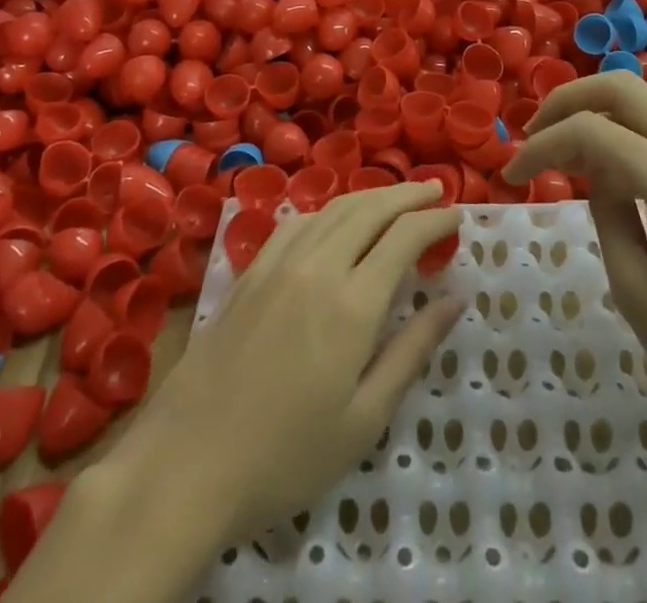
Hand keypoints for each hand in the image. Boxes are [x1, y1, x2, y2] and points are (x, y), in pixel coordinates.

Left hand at [112, 181, 464, 538]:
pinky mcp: (251, 271)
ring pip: (334, 209)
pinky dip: (328, 211)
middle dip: (408, 194)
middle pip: (371, 208)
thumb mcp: (364, 418)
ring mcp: (279, 263)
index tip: (457, 215)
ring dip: (370, 196)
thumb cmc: (287, 454)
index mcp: (353, 302)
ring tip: (395, 198)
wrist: (189, 459)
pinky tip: (334, 221)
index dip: (435, 219)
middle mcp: (318, 265)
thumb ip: (412, 350)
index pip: (405, 236)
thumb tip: (456, 298)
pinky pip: (298, 222)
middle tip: (436, 188)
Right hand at [504, 71, 646, 435]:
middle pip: (622, 86)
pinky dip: (624, 133)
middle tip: (535, 137)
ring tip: (562, 156)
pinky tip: (606, 173)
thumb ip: (606, 215)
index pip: (592, 131)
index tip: (510, 177)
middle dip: (567, 100)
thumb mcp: (638, 292)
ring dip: (596, 113)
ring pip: (644, 102)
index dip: (542, 145)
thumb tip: (596, 175)